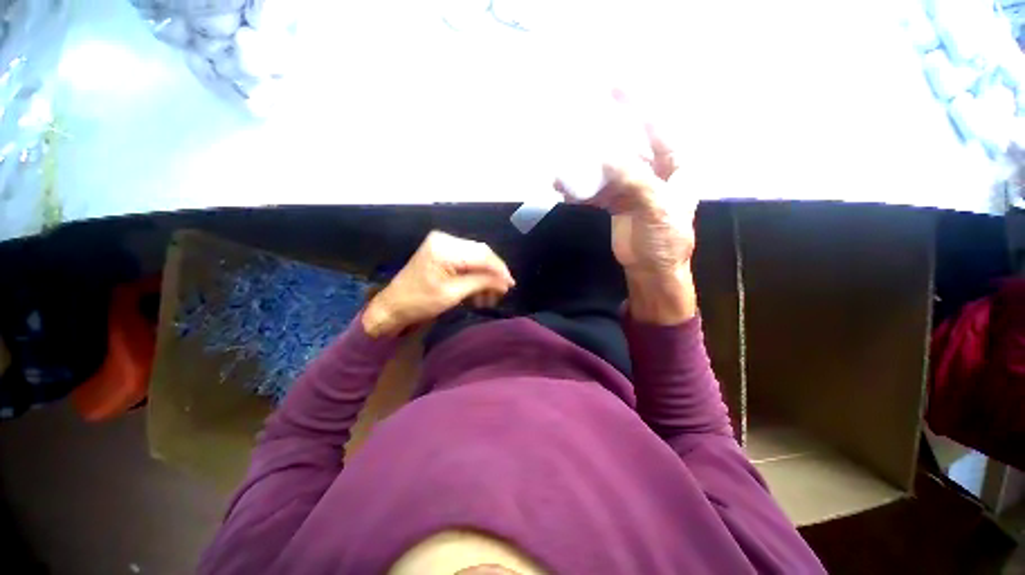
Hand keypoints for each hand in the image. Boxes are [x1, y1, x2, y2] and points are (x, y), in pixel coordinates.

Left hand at [362, 231, 514, 336]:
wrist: (392, 306)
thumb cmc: (420, 302)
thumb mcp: (453, 294)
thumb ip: (481, 282)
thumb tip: (505, 281)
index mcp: (445, 248)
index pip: (482, 255)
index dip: (499, 270)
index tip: (510, 285)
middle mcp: (445, 239)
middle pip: (480, 253)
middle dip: (493, 273)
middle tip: (500, 292)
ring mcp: (442, 243)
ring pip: (475, 257)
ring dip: (484, 276)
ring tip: (488, 296)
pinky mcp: (441, 251)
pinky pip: (466, 260)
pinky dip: (474, 274)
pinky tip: (477, 290)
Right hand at [560, 92, 697, 323]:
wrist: (652, 270)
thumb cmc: (666, 240)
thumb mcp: (656, 207)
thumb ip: (634, 180)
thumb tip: (605, 157)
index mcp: (676, 165)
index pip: (657, 127)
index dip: (638, 105)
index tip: (615, 84)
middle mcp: (654, 170)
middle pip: (627, 144)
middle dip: (604, 134)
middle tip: (580, 119)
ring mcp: (632, 186)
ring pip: (607, 168)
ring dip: (587, 167)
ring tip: (565, 164)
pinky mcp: (616, 202)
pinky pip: (597, 190)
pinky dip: (582, 189)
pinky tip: (566, 189)